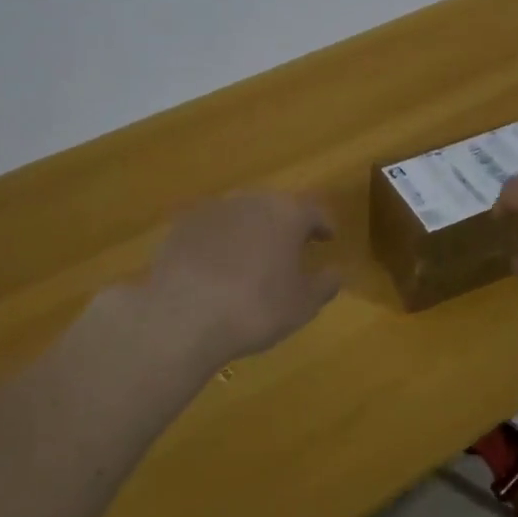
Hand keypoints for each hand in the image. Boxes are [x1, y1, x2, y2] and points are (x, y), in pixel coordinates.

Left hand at [136, 192, 341, 373]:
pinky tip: (217, 268)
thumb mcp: (304, 305)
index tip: (328, 238)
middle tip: (291, 249)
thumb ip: (325, 284)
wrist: (183, 316)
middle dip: (286, 225)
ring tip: (253, 259)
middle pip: (276, 207)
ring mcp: (213, 210)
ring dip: (251, 231)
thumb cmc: (256, 308)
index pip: (314, 211)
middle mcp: (252, 201)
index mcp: (287, 213)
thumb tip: (335, 272)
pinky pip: (211, 230)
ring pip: (242, 215)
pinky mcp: (182, 226)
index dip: (324, 225)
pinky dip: (220, 243)